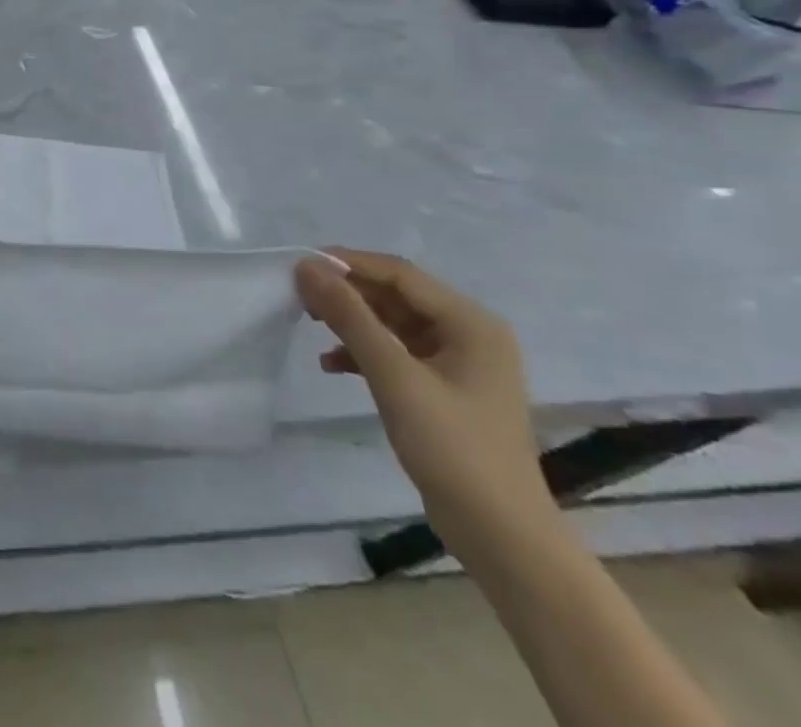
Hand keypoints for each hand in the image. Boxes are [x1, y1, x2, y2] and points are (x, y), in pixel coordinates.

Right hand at [294, 249, 554, 549]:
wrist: (502, 537)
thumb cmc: (453, 448)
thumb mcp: (394, 377)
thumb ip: (349, 317)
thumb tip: (306, 267)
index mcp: (470, 323)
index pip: (399, 274)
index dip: (348, 263)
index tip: (299, 267)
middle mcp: (469, 334)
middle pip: (395, 295)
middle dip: (346, 293)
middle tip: (299, 296)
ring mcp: (458, 363)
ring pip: (391, 323)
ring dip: (351, 321)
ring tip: (309, 324)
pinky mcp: (444, 389)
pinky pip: (396, 352)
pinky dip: (363, 352)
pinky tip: (332, 365)